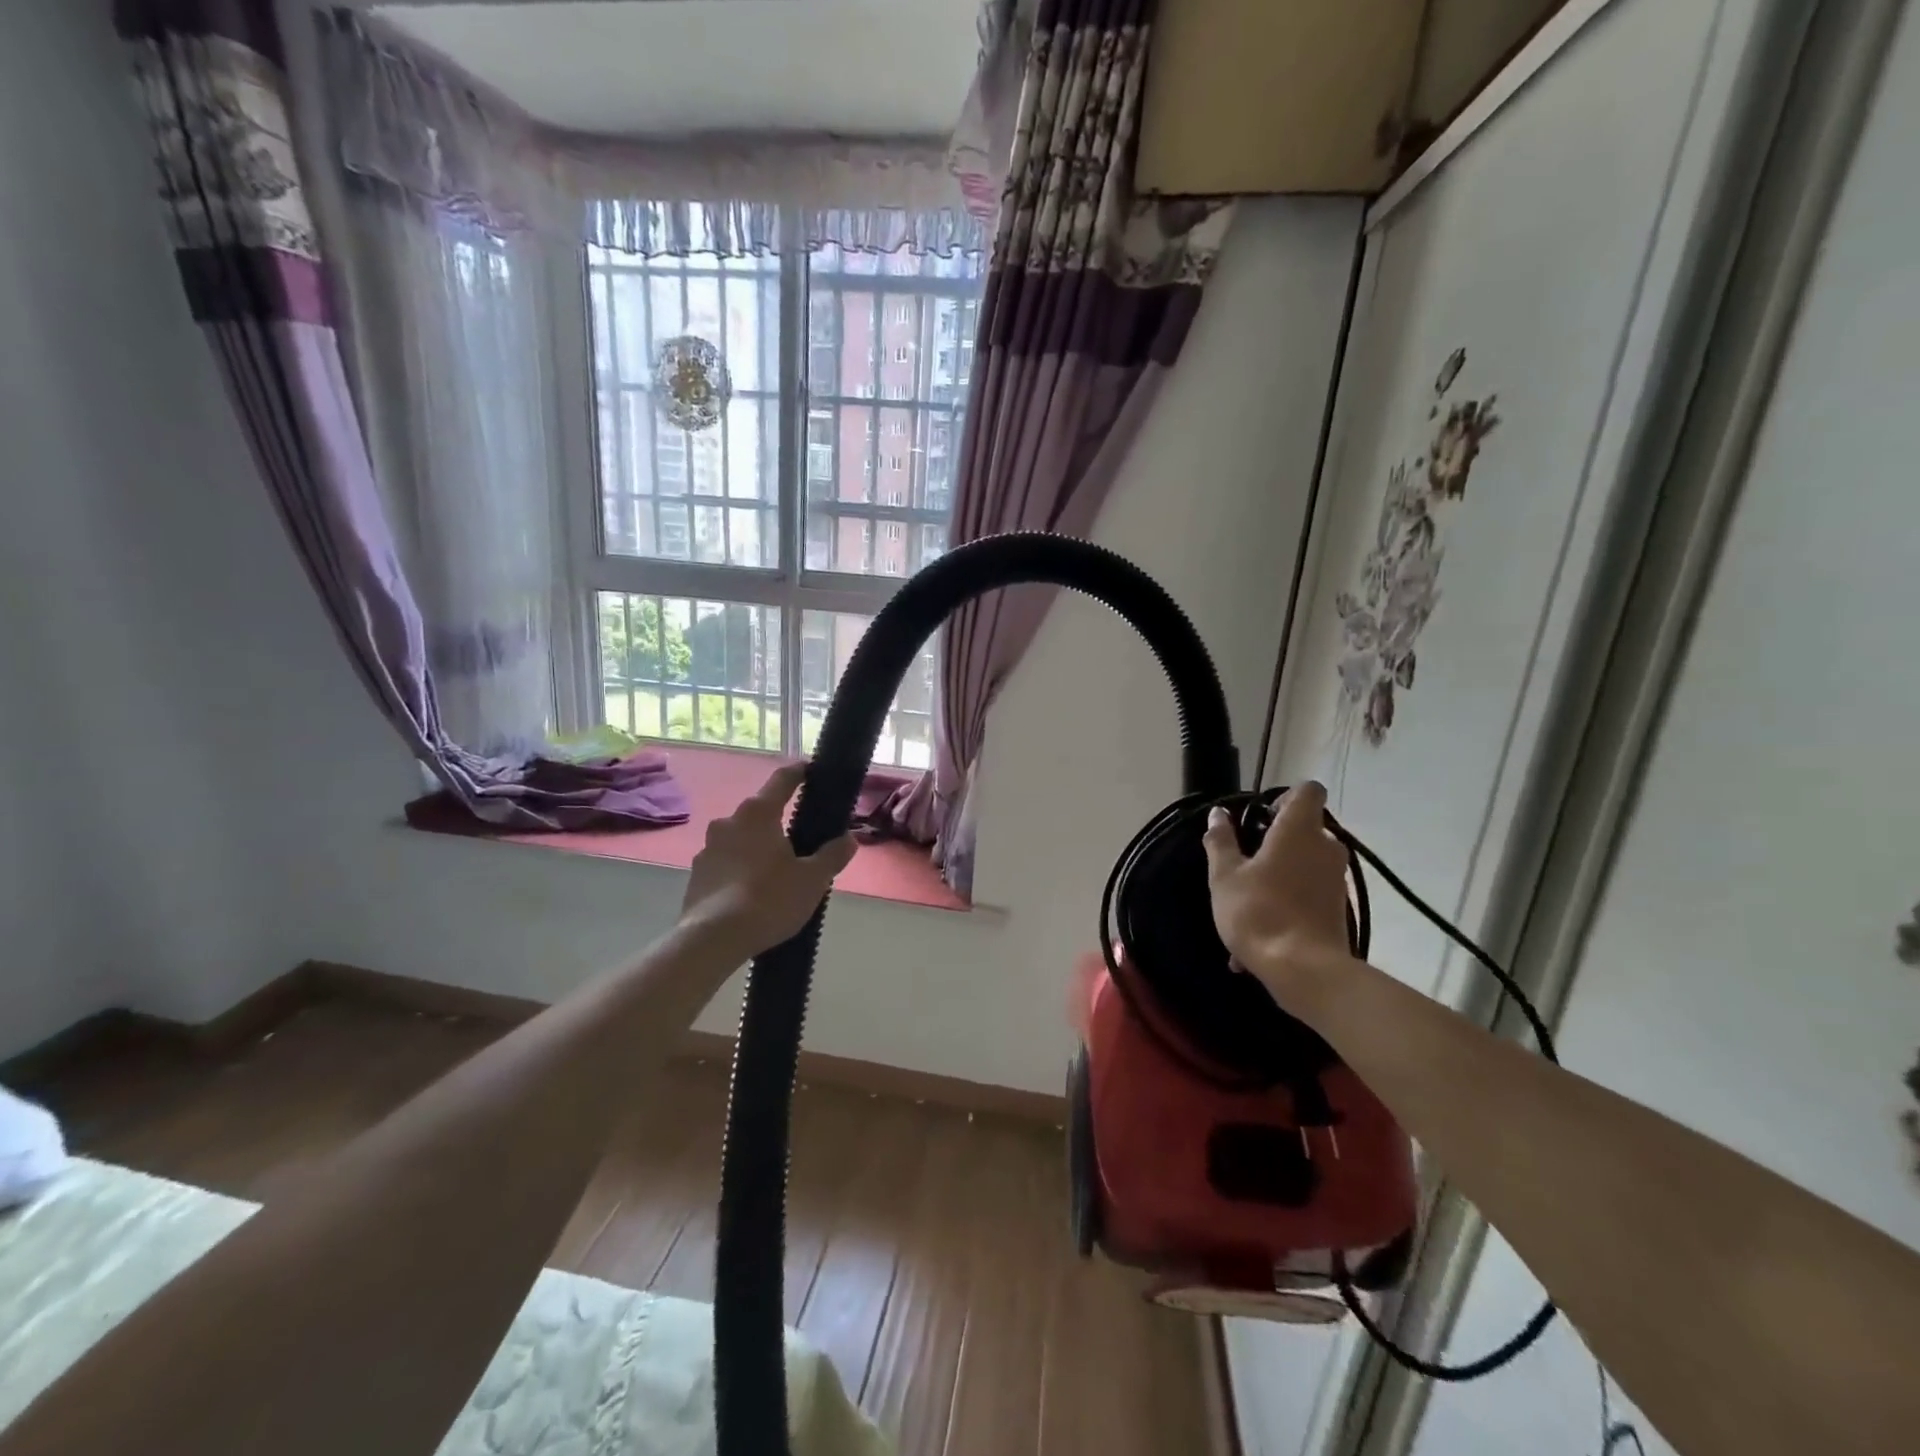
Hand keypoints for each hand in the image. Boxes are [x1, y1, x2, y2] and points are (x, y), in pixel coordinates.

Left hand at [678, 762, 855, 959]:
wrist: (712, 940)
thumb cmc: (768, 900)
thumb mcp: (812, 879)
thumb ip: (832, 855)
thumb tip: (849, 839)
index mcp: (758, 814)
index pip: (782, 780)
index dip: (799, 773)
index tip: (811, 770)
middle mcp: (728, 822)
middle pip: (760, 813)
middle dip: (779, 823)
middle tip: (801, 841)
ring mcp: (707, 849)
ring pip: (741, 840)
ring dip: (758, 848)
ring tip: (777, 873)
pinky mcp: (696, 876)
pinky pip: (726, 864)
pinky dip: (741, 871)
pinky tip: (753, 894)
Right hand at [1201, 782, 1356, 1010]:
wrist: (1303, 970)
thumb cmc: (1258, 911)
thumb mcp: (1224, 875)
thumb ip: (1221, 841)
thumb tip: (1218, 814)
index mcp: (1299, 830)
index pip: (1308, 791)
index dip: (1284, 797)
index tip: (1260, 818)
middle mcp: (1326, 848)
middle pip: (1306, 829)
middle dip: (1277, 841)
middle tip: (1245, 862)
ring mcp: (1336, 880)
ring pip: (1305, 865)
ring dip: (1280, 875)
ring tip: (1247, 905)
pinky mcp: (1340, 909)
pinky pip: (1309, 895)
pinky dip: (1288, 904)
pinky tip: (1260, 936)